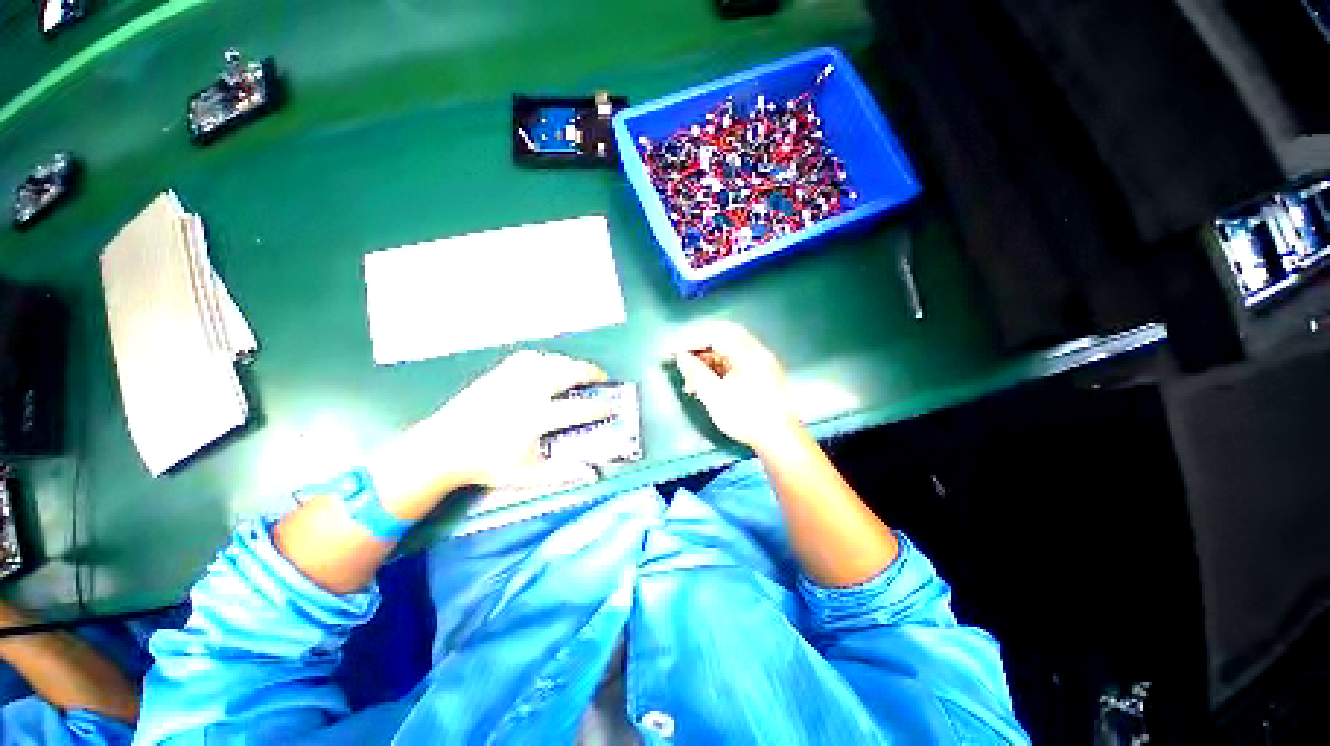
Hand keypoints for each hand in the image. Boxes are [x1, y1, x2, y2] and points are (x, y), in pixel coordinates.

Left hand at [368, 350, 610, 515]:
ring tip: (576, 372)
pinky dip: (545, 359)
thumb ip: (561, 474)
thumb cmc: (488, 463)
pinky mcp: (499, 373)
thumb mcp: (526, 475)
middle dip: (590, 372)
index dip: (600, 407)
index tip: (613, 406)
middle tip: (601, 377)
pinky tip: (547, 366)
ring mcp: (512, 378)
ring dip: (569, 364)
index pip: (578, 409)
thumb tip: (591, 473)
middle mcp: (528, 392)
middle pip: (568, 372)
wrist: (445, 446)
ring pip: (550, 360)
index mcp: (536, 418)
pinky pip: (529, 357)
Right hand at [672, 322, 802, 451]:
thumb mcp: (714, 395)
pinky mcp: (764, 376)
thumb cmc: (745, 415)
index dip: (690, 340)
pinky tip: (709, 386)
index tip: (674, 351)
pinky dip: (720, 370)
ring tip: (692, 383)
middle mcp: (756, 351)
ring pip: (729, 353)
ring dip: (709, 362)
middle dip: (699, 349)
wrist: (780, 439)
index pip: (714, 333)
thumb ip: (695, 371)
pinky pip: (737, 363)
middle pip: (723, 338)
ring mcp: (762, 363)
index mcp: (746, 351)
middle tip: (683, 362)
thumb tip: (680, 355)